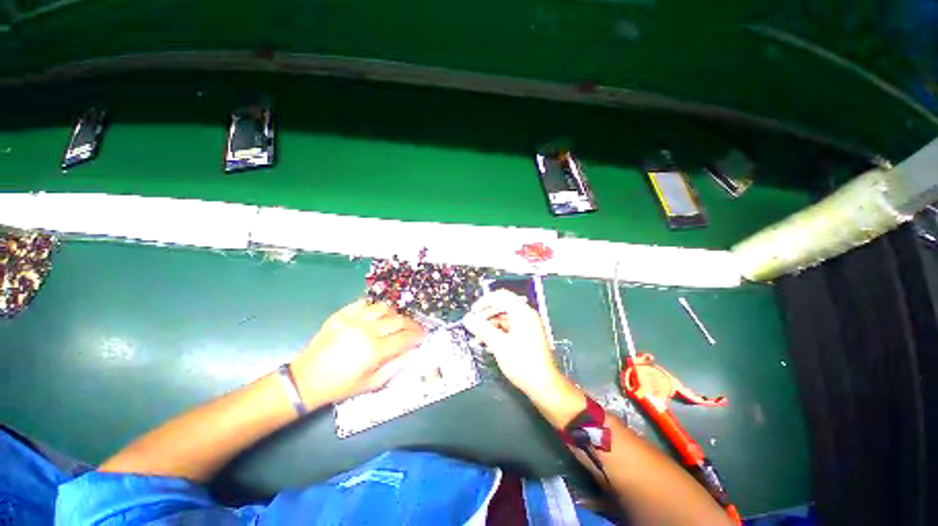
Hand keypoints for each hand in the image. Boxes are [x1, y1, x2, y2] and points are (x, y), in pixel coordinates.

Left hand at [290, 300, 424, 404]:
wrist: (306, 379)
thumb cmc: (341, 385)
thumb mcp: (372, 384)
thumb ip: (396, 366)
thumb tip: (414, 352)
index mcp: (374, 351)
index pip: (405, 338)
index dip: (418, 336)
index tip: (424, 335)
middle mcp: (366, 331)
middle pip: (398, 320)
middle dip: (411, 324)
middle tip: (415, 328)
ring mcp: (353, 320)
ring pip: (383, 308)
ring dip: (394, 314)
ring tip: (396, 321)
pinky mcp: (341, 314)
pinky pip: (364, 303)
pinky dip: (374, 307)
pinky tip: (377, 315)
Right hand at [463, 290, 562, 395]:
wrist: (544, 384)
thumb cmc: (522, 363)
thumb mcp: (498, 344)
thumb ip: (482, 329)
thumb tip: (468, 319)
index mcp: (522, 312)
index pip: (500, 296)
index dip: (484, 302)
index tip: (473, 312)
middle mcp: (527, 315)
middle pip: (502, 306)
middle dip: (486, 315)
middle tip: (474, 325)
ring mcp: (529, 325)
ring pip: (505, 318)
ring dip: (491, 325)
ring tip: (479, 337)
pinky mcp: (529, 335)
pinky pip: (510, 327)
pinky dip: (499, 332)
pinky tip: (490, 343)